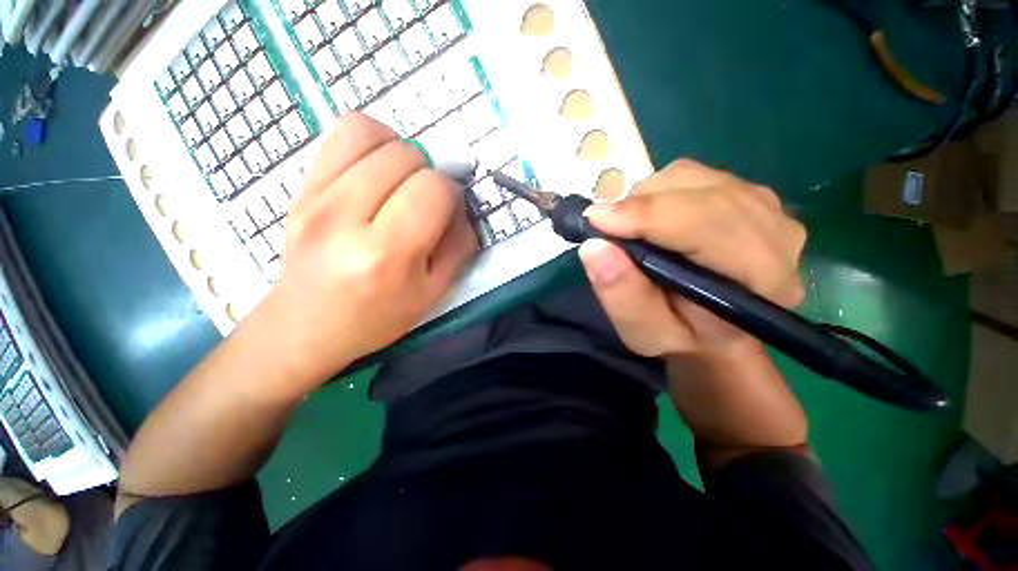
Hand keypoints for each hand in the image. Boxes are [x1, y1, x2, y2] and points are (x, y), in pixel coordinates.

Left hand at [261, 113, 476, 385]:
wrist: (307, 325)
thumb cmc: (378, 316)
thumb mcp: (435, 292)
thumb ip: (459, 246)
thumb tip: (461, 206)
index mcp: (386, 254)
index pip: (433, 189)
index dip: (451, 195)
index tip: (447, 212)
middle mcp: (346, 217)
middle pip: (407, 156)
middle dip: (429, 174)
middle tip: (424, 202)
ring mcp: (315, 196)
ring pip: (373, 133)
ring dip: (401, 151)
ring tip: (402, 181)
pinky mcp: (300, 186)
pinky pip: (343, 133)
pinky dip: (371, 141)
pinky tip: (377, 170)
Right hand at [578, 159, 806, 357]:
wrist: (710, 328)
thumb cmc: (677, 336)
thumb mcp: (642, 331)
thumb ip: (622, 294)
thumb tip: (594, 246)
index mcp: (761, 282)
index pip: (709, 227)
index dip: (648, 217)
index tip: (596, 221)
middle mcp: (777, 236)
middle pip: (702, 193)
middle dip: (642, 205)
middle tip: (605, 227)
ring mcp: (767, 208)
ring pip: (694, 178)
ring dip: (648, 197)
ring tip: (628, 227)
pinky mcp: (746, 194)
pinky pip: (693, 176)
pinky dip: (657, 191)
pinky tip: (649, 218)